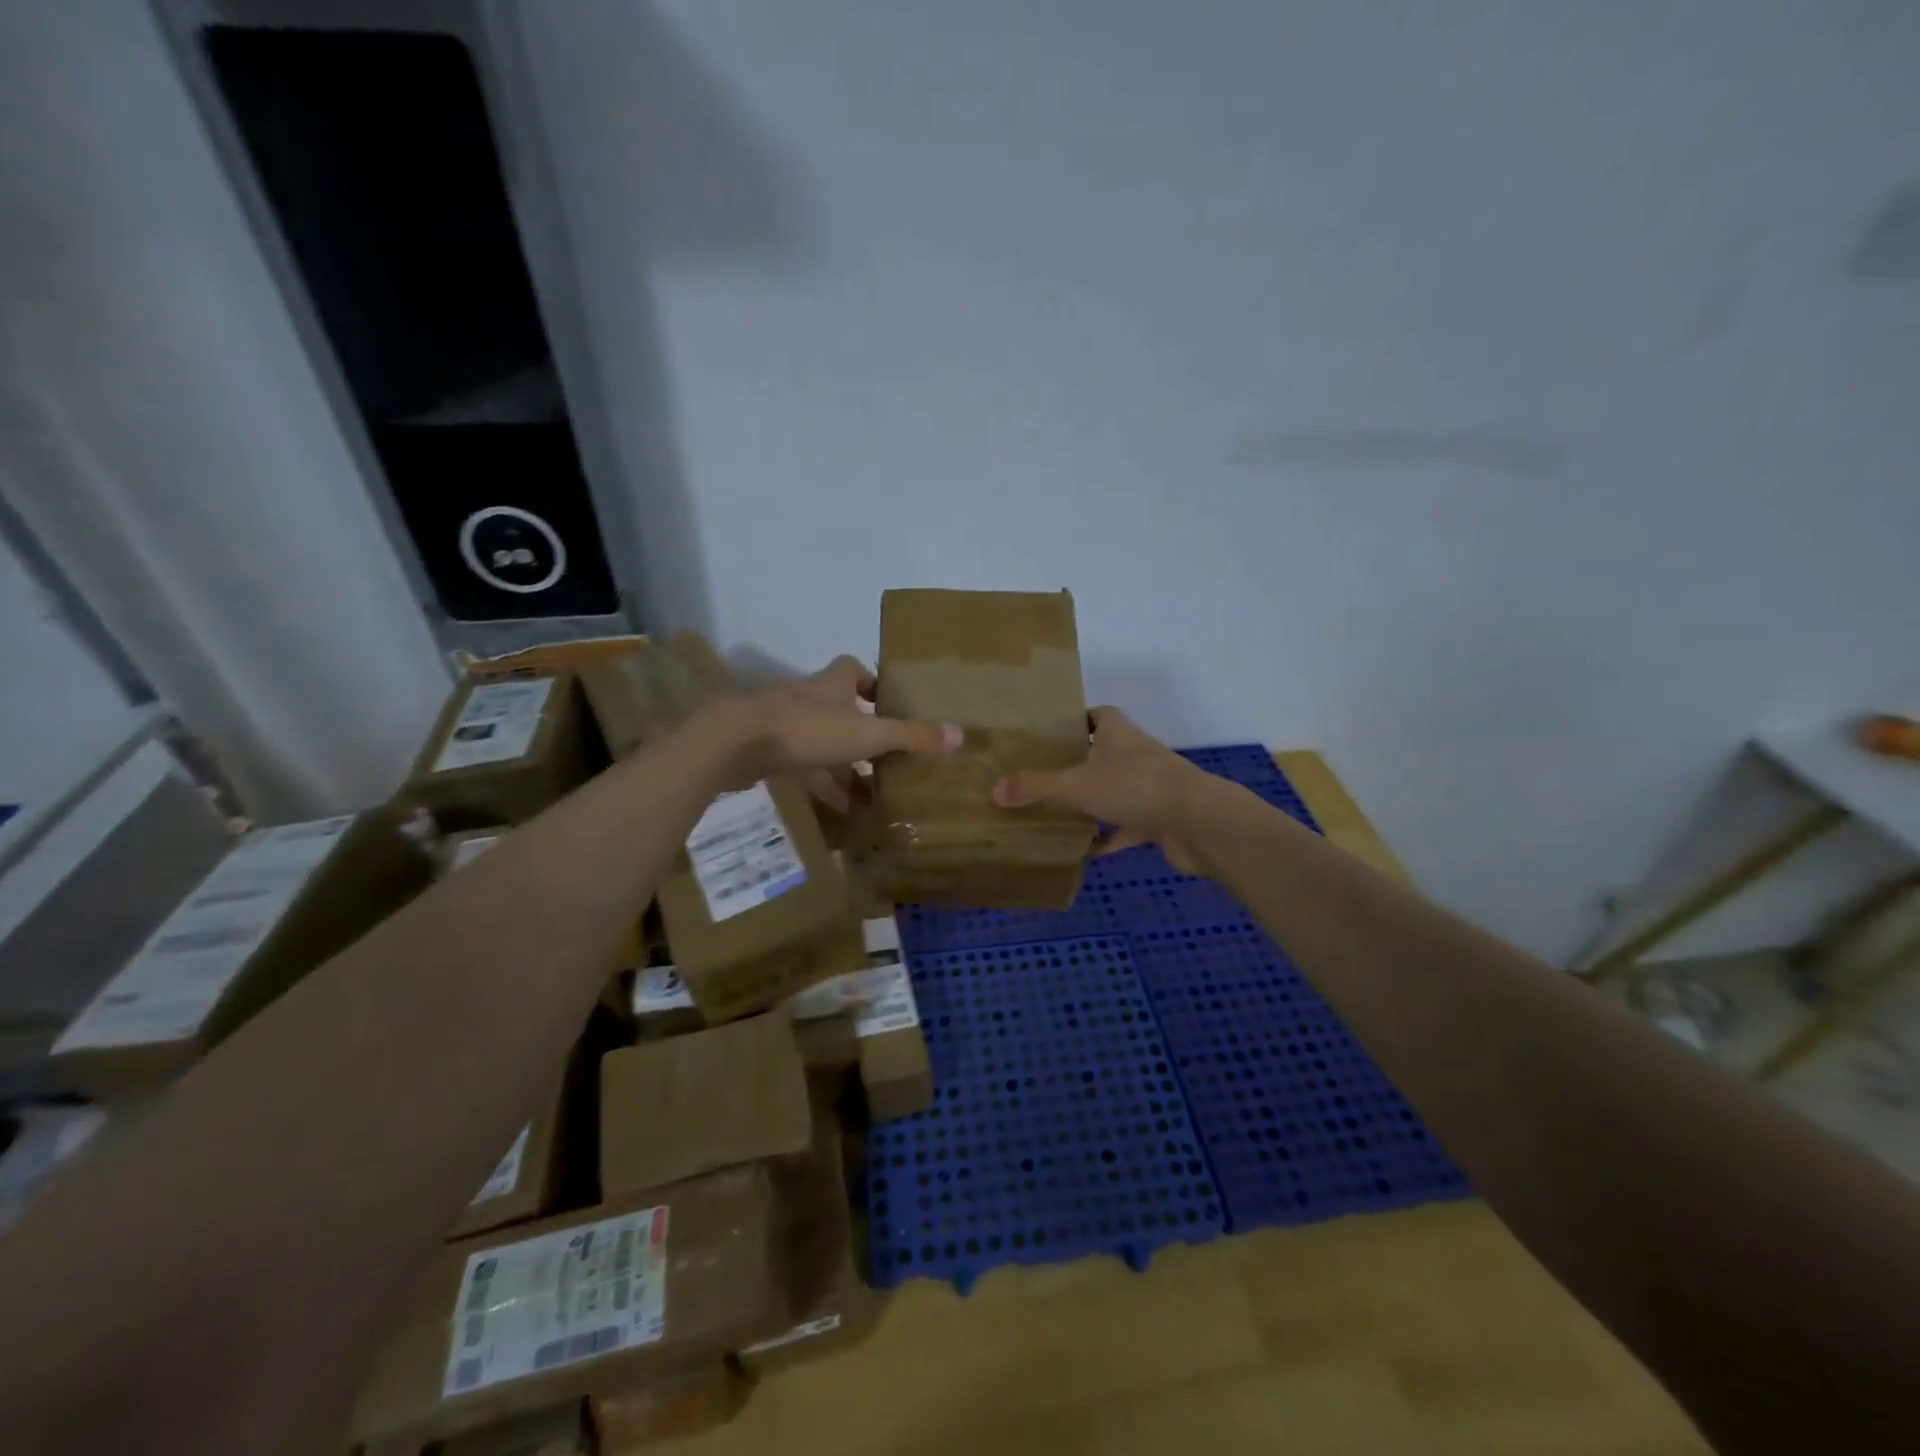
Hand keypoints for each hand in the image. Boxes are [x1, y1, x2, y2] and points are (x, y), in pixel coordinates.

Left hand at [699, 656, 960, 810]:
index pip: (854, 668)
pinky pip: (803, 766)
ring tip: (873, 790)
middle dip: (863, 730)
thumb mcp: (867, 734)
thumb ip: (910, 736)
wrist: (736, 743)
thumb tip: (960, 734)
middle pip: (840, 708)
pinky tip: (840, 808)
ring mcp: (785, 724)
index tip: (890, 702)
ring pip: (822, 742)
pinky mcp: (768, 750)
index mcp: (832, 684)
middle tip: (888, 755)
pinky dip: (823, 784)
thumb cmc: (807, 729)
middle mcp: (809, 698)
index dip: (873, 681)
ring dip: (845, 764)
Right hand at [992, 707, 1223, 873]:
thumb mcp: (1076, 784)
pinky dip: (1106, 838)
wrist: (1198, 823)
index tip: (1045, 733)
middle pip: (1100, 753)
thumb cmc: (1135, 787)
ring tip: (1052, 811)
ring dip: (1089, 801)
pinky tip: (1082, 851)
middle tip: (1037, 774)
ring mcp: (1148, 787)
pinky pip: (1124, 827)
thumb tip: (994, 790)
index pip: (1095, 714)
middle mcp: (1134, 754)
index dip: (1073, 720)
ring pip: (1111, 790)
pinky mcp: (1157, 818)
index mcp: (1117, 732)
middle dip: (1074, 763)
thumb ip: (1036, 787)